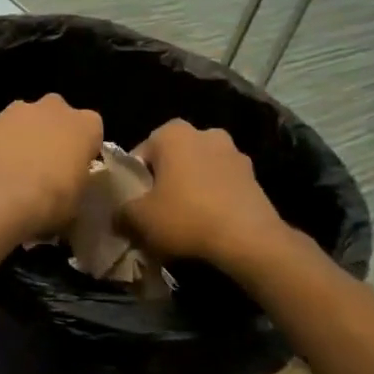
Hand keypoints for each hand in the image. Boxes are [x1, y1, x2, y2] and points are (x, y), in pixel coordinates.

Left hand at [0, 94, 103, 242]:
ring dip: (21, 138)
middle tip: (44, 167)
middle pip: (56, 116)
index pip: (91, 130)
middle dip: (51, 135)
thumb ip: (75, 183)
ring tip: (12, 171)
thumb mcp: (77, 201)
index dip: (82, 150)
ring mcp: (17, 111)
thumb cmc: (50, 201)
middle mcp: (53, 108)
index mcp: (86, 124)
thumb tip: (66, 187)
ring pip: (24, 120)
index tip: (75, 170)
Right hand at [119, 120, 299, 275]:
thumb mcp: (138, 219)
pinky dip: (212, 198)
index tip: (133, 205)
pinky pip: (221, 184)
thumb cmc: (185, 217)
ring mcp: (234, 153)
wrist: (249, 240)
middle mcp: (205, 133)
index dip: (133, 181)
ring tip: (184, 220)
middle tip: (156, 211)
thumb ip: (121, 212)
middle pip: (172, 159)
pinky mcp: (254, 176)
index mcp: (172, 133)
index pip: (140, 154)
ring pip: (198, 170)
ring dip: (190, 188)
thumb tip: (119, 215)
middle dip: (163, 180)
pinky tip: (207, 224)